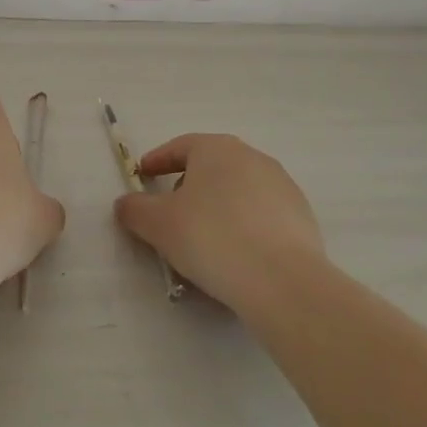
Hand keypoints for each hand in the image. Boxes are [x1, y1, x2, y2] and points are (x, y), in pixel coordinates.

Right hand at [114, 134, 324, 313]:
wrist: (282, 280)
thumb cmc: (211, 238)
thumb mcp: (158, 224)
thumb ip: (135, 209)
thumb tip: (125, 203)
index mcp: (217, 149)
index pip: (180, 147)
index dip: (157, 161)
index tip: (142, 175)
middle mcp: (252, 157)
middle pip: (210, 167)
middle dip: (187, 187)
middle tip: (170, 214)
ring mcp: (281, 186)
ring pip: (237, 192)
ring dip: (216, 209)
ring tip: (203, 242)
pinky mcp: (301, 216)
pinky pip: (260, 215)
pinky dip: (242, 227)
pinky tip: (235, 256)